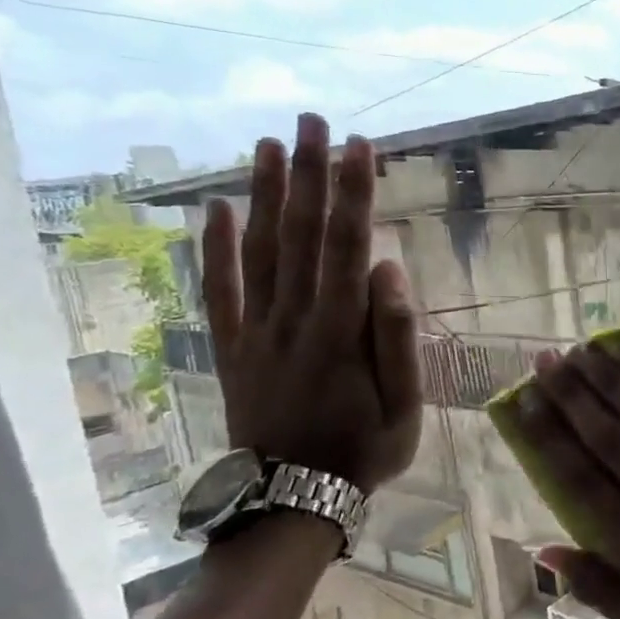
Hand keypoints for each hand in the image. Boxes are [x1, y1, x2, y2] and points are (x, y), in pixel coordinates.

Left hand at [201, 113, 421, 491]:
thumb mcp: (404, 406)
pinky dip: (215, 247)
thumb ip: (397, 337)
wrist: (292, 498)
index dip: (353, 194)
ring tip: (271, 143)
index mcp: (340, 331)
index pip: (347, 247)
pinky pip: (220, 289)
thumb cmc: (362, 451)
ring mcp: (256, 330)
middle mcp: (293, 318)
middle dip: (310, 173)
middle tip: (314, 120)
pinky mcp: (233, 346)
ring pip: (259, 250)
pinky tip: (216, 208)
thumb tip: (390, 270)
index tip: (360, 146)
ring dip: (265, 193)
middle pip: (300, 234)